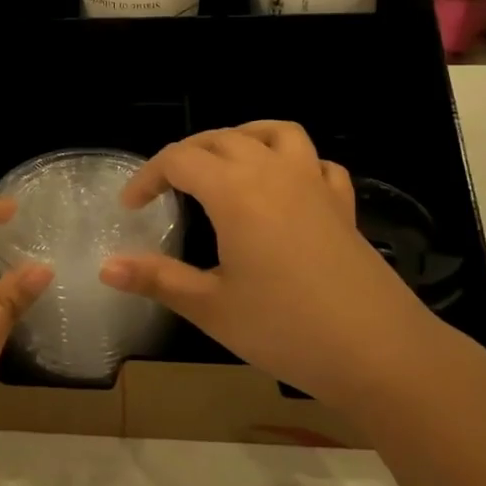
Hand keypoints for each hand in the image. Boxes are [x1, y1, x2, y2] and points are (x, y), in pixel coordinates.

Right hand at [99, 121, 444, 406]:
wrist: (380, 353)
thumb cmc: (286, 329)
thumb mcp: (211, 307)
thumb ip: (157, 279)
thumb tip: (105, 266)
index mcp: (236, 191)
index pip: (179, 160)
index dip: (148, 176)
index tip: (131, 207)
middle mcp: (274, 172)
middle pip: (221, 138)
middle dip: (186, 154)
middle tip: (166, 188)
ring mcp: (314, 184)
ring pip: (275, 132)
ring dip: (242, 137)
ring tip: (223, 163)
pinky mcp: (342, 205)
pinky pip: (316, 162)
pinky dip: (294, 162)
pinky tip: (285, 188)